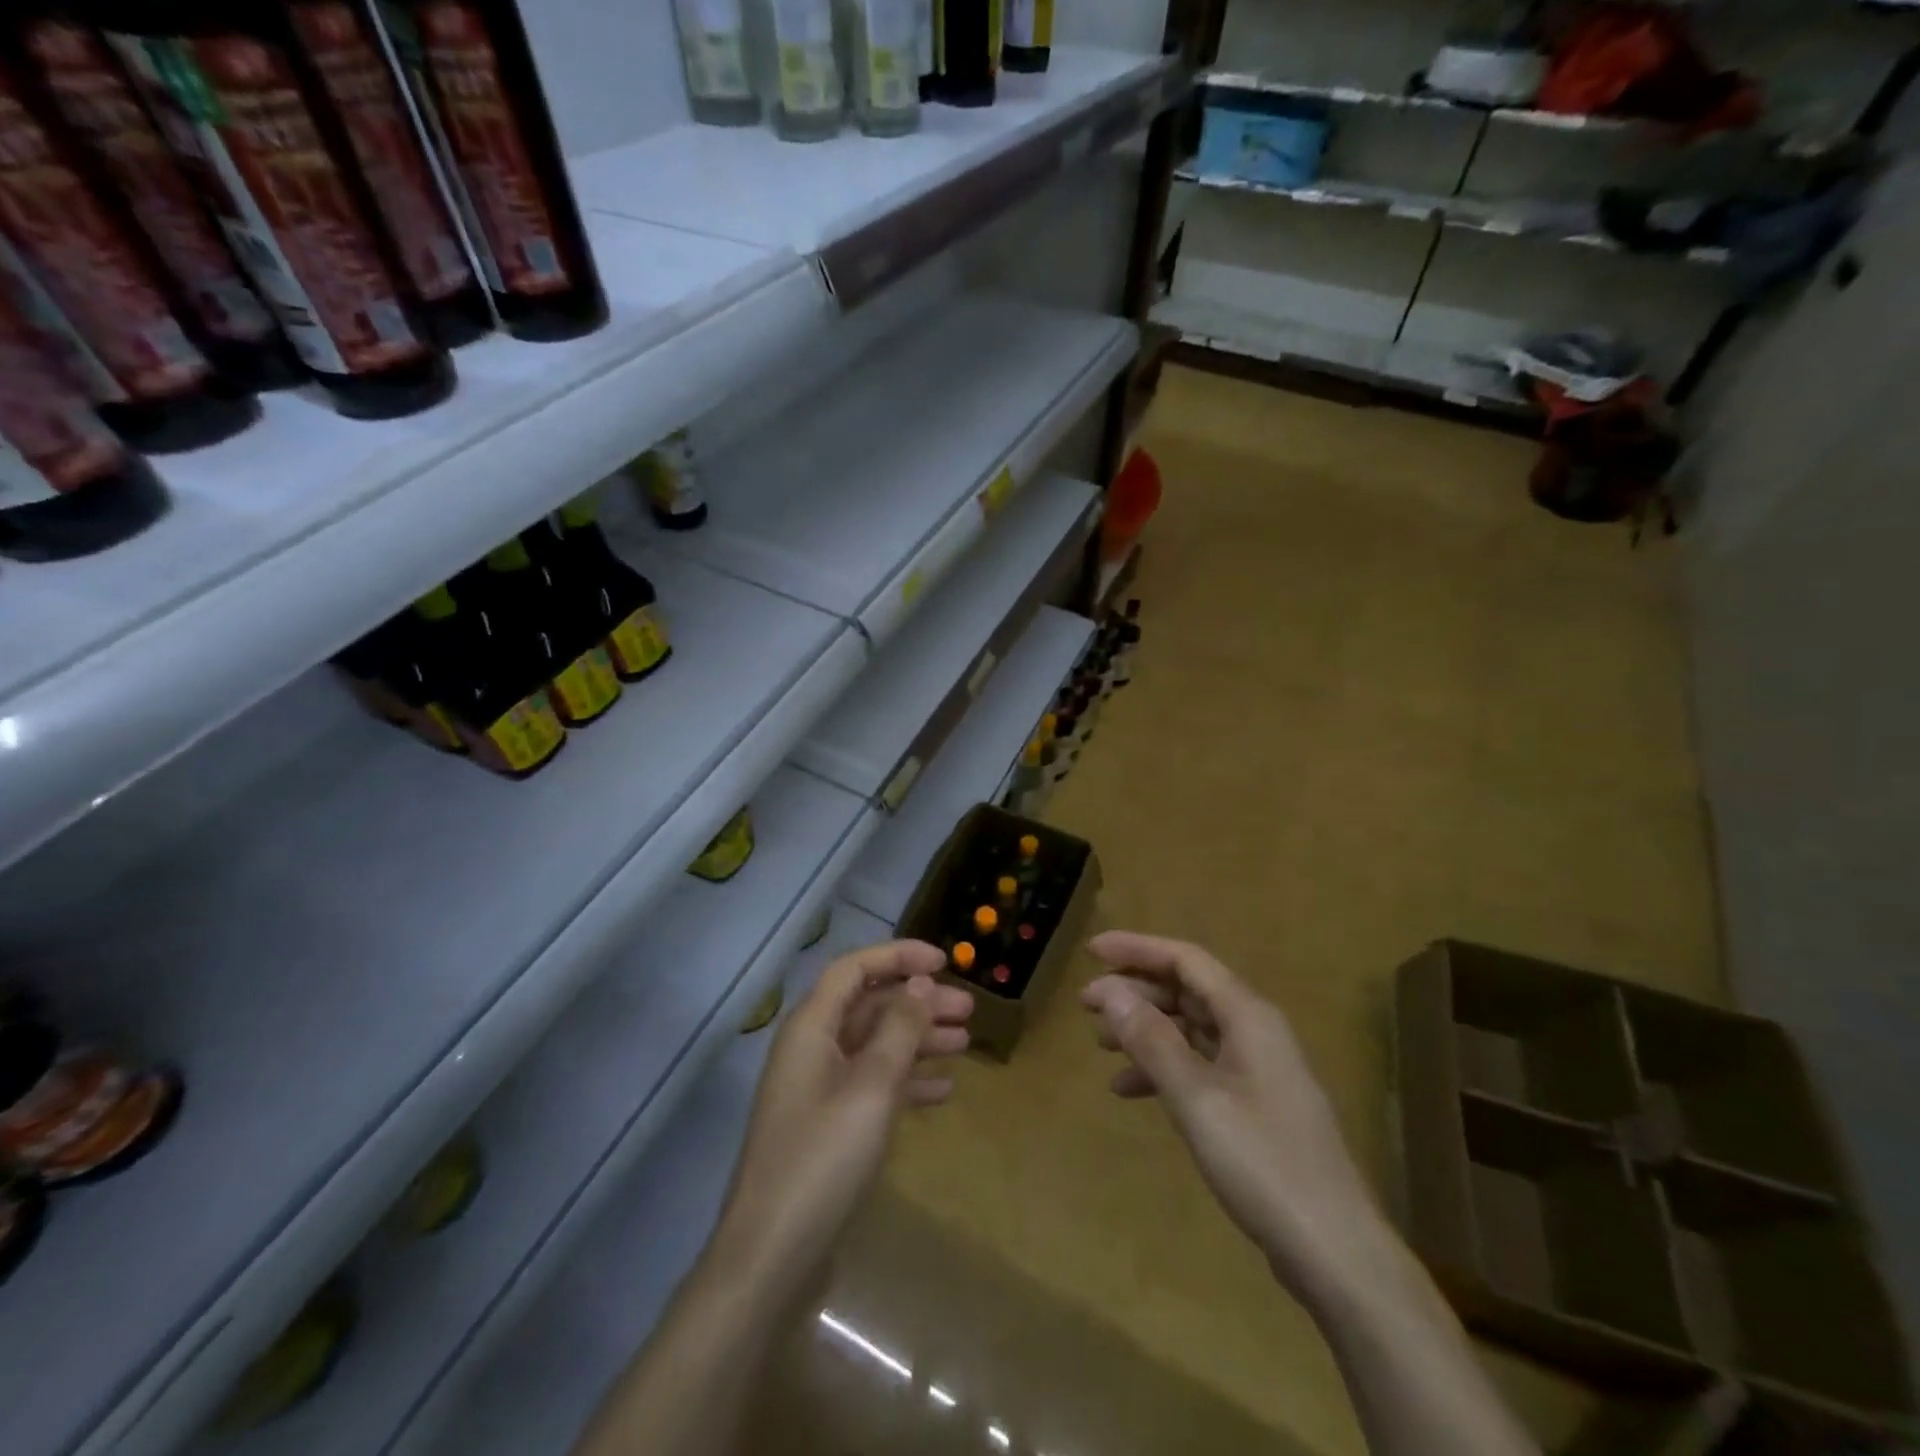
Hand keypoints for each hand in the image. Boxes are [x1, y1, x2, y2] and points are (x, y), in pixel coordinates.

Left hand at [715, 941, 972, 1294]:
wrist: (771, 1258)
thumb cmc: (822, 1159)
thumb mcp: (871, 1087)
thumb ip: (898, 1029)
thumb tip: (919, 981)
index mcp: (811, 1028)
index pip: (854, 968)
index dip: (898, 956)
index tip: (945, 961)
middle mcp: (812, 1049)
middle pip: (870, 1006)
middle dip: (918, 1002)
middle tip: (969, 1010)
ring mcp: (820, 1090)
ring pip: (876, 1046)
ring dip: (919, 1039)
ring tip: (965, 1043)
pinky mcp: (829, 1126)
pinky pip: (874, 1085)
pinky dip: (907, 1081)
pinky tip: (943, 1090)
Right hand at [1080, 931, 1383, 1292]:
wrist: (1334, 1251)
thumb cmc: (1262, 1162)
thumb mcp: (1196, 1097)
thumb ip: (1151, 1039)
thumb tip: (1109, 990)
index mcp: (1247, 1015)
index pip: (1185, 959)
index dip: (1137, 949)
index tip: (1092, 951)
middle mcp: (1255, 1030)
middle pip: (1187, 990)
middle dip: (1135, 991)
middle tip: (1086, 1003)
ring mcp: (1257, 1069)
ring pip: (1190, 1029)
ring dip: (1145, 1030)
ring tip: (1100, 1043)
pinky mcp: (1254, 1105)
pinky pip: (1199, 1066)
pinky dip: (1163, 1069)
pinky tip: (1130, 1090)